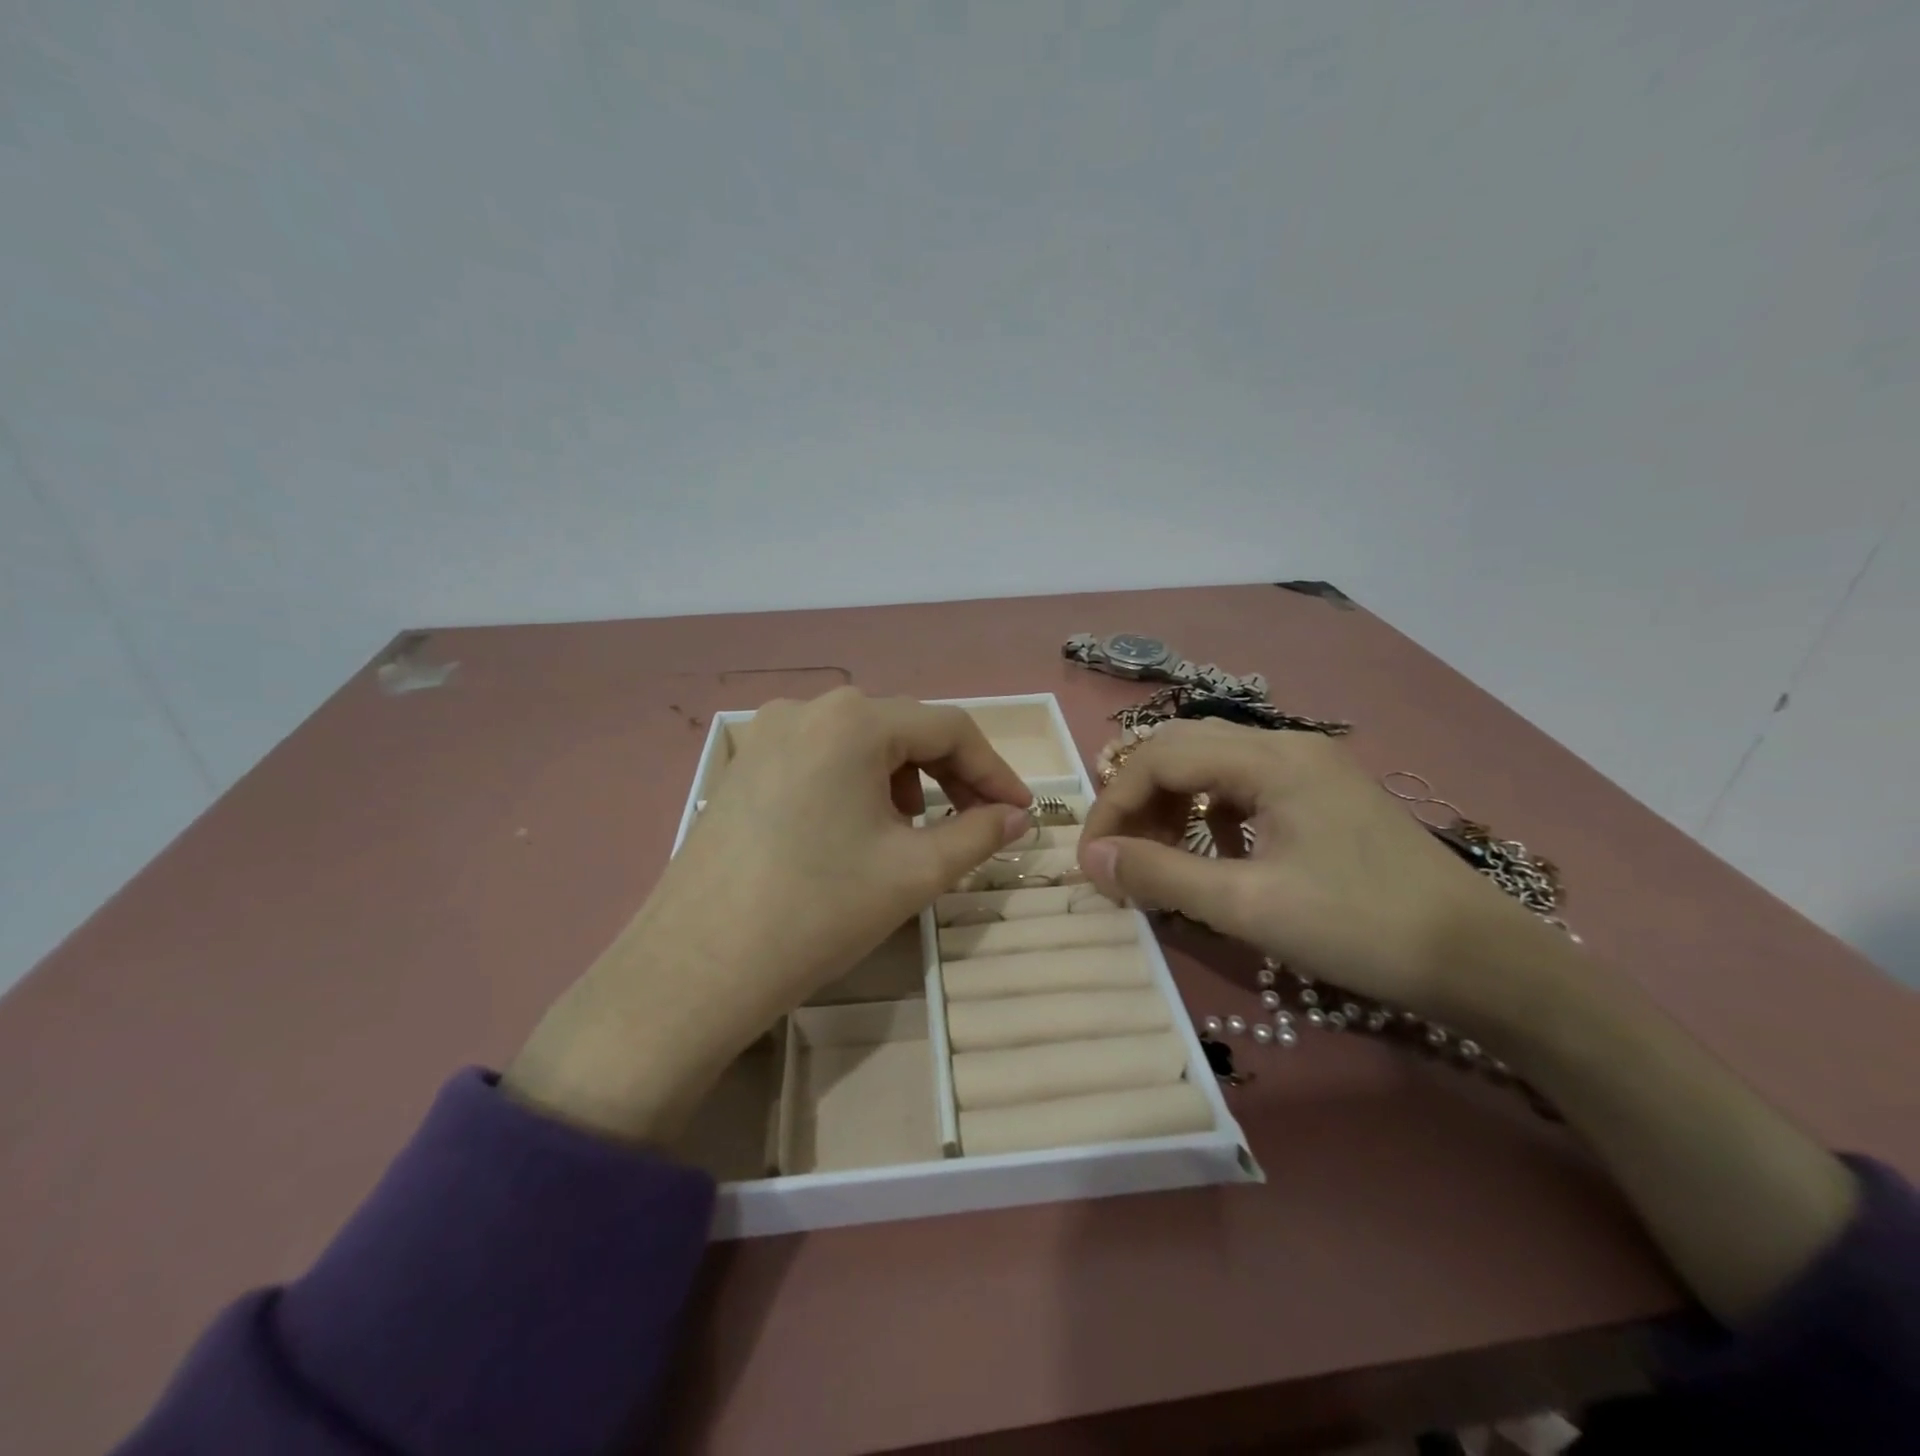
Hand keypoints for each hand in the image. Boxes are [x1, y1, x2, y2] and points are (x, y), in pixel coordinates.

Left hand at [505, 689, 1031, 1141]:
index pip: (950, 728)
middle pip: (903, 729)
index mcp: (853, 720)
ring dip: (904, 780)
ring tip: (912, 834)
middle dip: (951, 776)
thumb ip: (980, 834)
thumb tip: (1019, 818)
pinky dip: (858, 785)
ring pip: (861, 744)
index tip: (1021, 813)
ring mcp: (765, 734)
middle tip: (977, 825)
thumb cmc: (818, 910)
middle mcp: (807, 709)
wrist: (696, 969)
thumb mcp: (914, 872)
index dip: (995, 770)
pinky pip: (821, 759)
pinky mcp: (743, 766)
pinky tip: (856, 832)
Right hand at [1076, 719, 1542, 1019]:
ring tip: (1161, 852)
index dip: (1114, 804)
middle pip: (1183, 748)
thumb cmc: (1361, 927)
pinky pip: (1246, 785)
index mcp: (1270, 759)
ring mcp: (1311, 767)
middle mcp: (1288, 746)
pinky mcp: (1326, 794)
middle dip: (1139, 797)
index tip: (1093, 859)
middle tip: (1122, 852)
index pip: (1160, 758)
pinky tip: (1220, 851)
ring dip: (1174, 801)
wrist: (1484, 961)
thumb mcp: (1249, 905)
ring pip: (1214, 764)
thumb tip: (1092, 859)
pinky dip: (1213, 811)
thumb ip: (1162, 875)